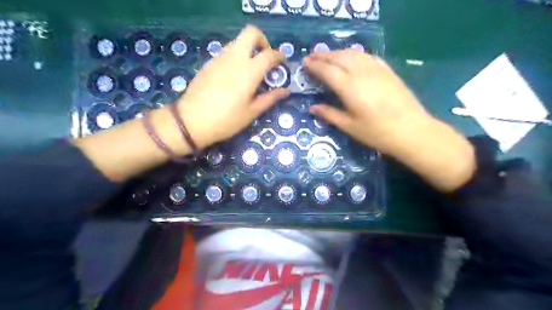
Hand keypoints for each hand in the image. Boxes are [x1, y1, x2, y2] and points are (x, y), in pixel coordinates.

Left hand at [177, 26, 290, 148]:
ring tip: (250, 71)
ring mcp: (219, 58)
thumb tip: (286, 90)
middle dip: (262, 41)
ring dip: (248, 50)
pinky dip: (235, 57)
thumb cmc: (227, 119)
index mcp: (249, 71)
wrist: (192, 121)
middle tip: (265, 58)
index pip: (269, 54)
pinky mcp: (209, 63)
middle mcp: (235, 58)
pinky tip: (234, 77)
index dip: (279, 56)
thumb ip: (270, 98)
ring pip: (237, 42)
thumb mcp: (252, 112)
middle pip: (251, 33)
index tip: (282, 63)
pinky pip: (226, 52)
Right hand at [304, 50, 428, 152]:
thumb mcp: (349, 126)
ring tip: (327, 56)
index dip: (314, 66)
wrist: (411, 130)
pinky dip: (354, 54)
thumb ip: (329, 114)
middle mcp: (361, 72)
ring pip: (352, 53)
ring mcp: (376, 69)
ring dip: (337, 52)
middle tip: (311, 57)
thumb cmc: (376, 132)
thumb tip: (312, 108)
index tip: (304, 64)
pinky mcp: (387, 70)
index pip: (327, 70)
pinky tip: (351, 58)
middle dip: (323, 56)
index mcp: (349, 87)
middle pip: (338, 57)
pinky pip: (366, 56)